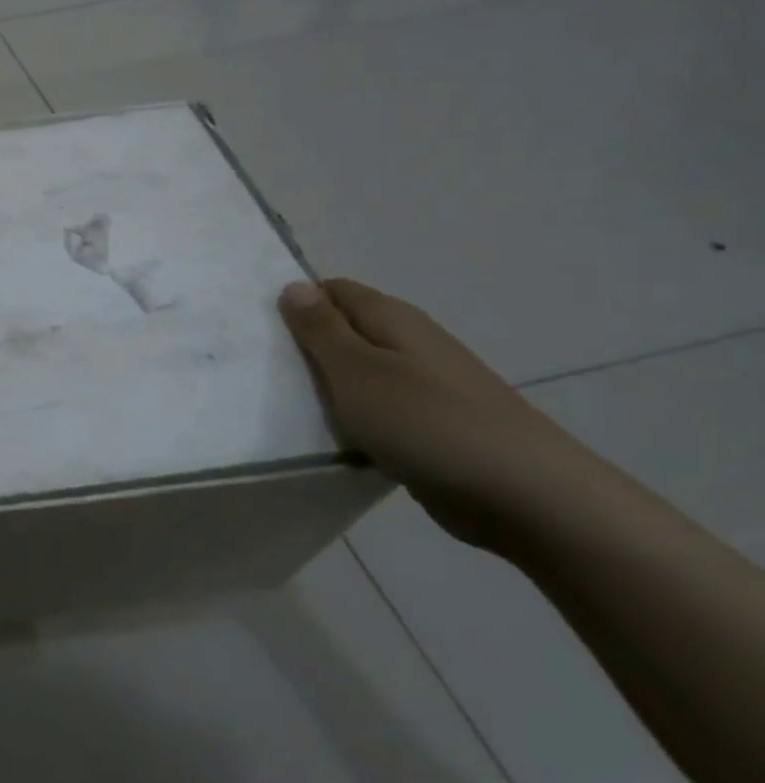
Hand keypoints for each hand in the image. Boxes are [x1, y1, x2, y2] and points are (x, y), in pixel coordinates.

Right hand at [277, 278, 601, 551]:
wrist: (527, 497)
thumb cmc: (428, 423)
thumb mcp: (357, 371)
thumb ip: (322, 329)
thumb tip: (295, 285)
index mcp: (394, 319)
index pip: (333, 290)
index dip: (295, 301)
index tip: (255, 327)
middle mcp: (412, 343)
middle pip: (345, 330)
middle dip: (304, 345)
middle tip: (258, 368)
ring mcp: (426, 385)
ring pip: (359, 372)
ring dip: (326, 384)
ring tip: (284, 402)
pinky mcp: (432, 425)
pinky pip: (377, 409)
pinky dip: (351, 416)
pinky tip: (331, 435)